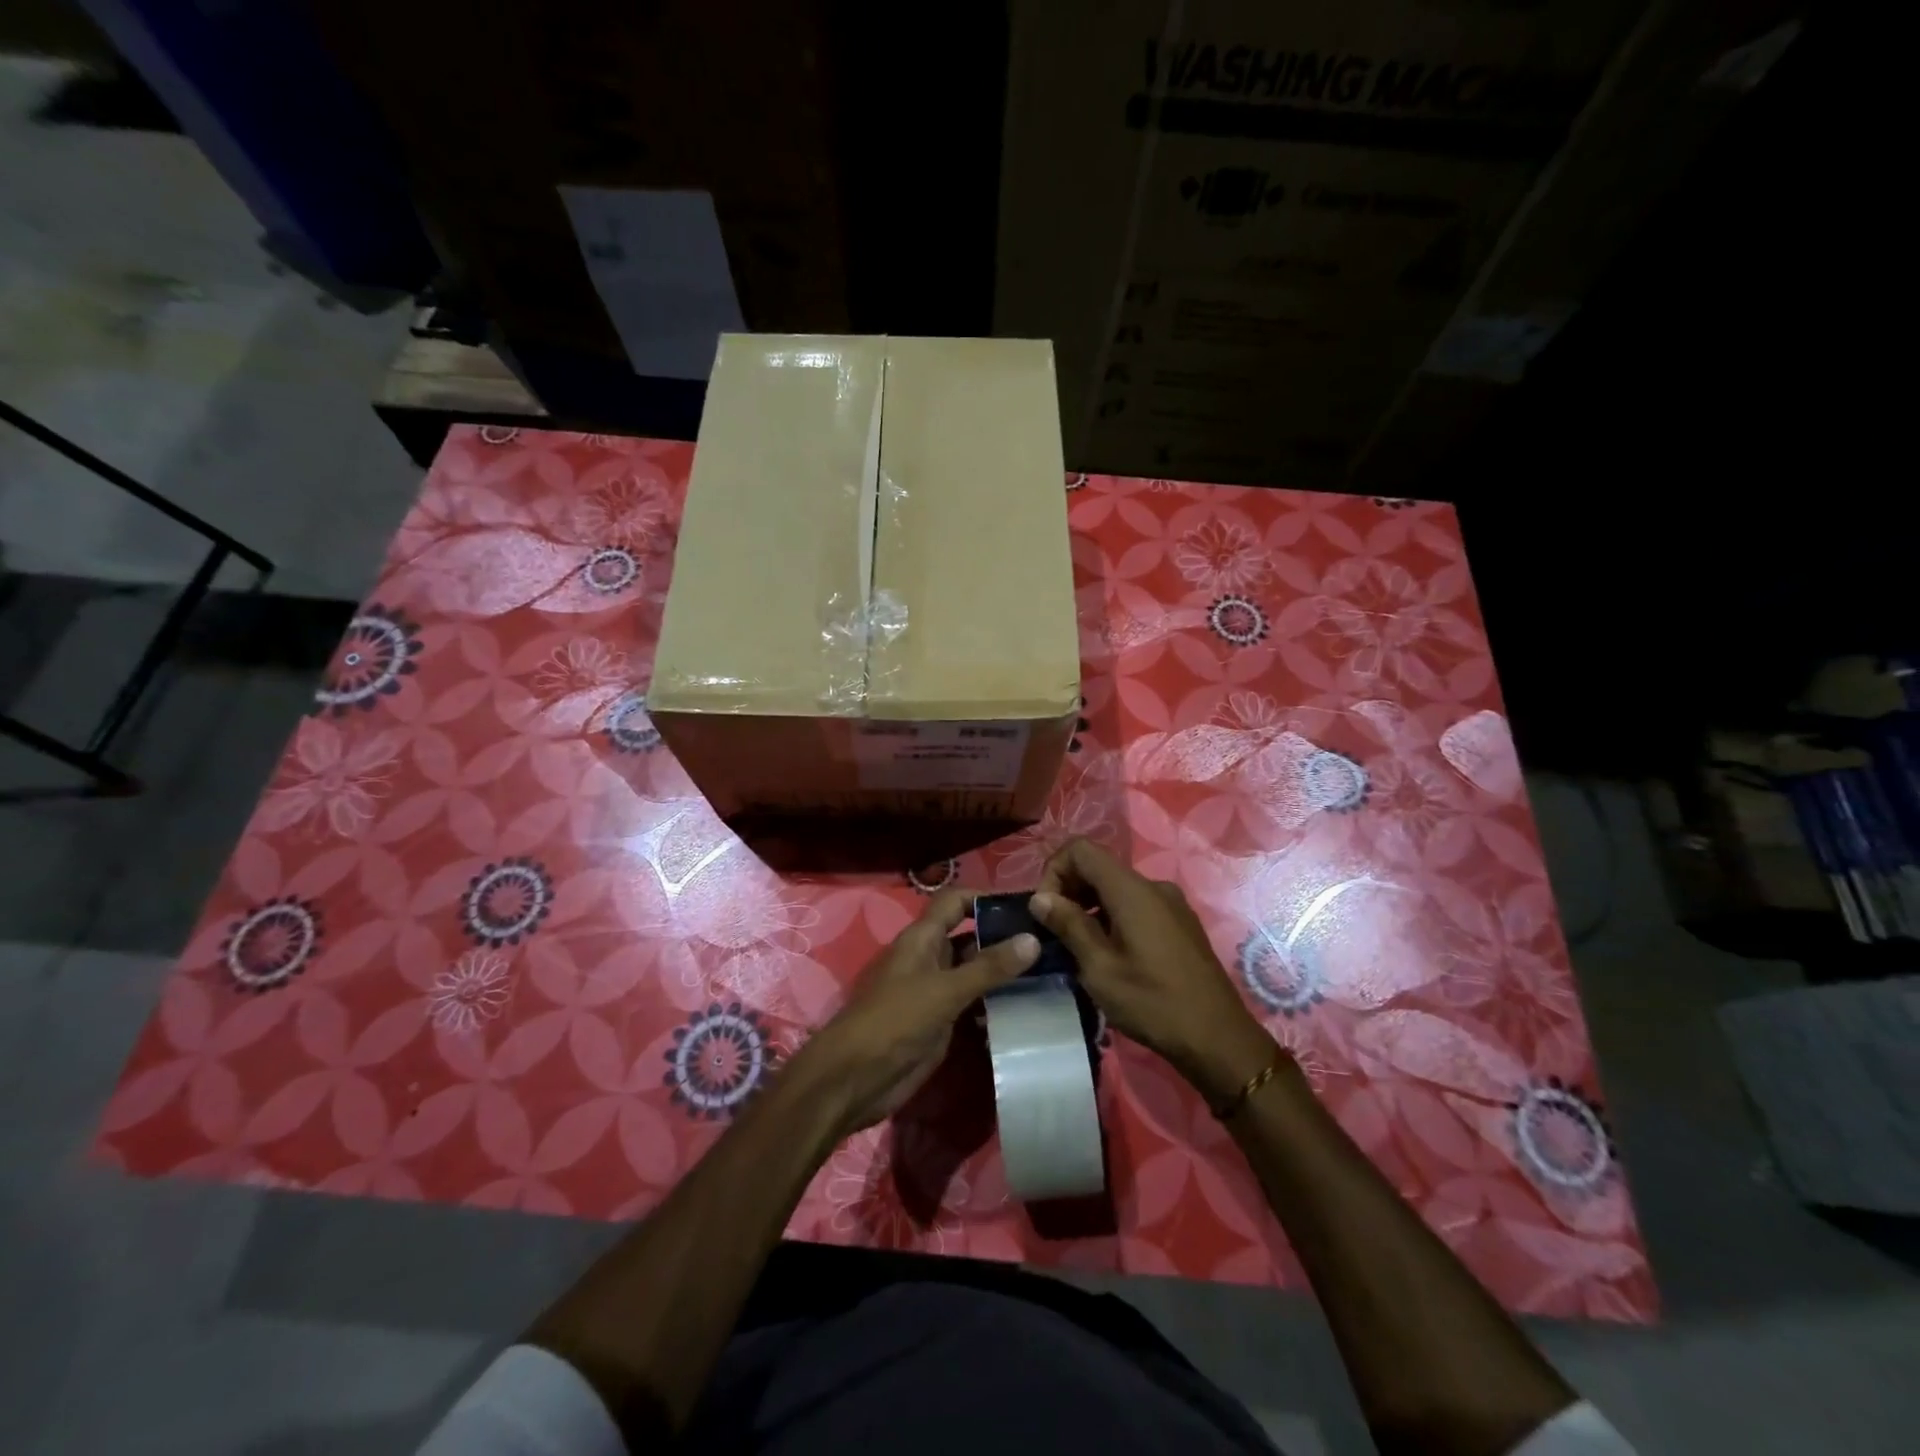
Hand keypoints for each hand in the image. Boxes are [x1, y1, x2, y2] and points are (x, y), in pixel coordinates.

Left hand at [785, 889, 1037, 1140]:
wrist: (855, 1078)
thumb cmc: (895, 1021)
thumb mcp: (944, 990)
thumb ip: (988, 967)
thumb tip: (1032, 938)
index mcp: (923, 938)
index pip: (956, 902)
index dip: (987, 897)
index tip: (1027, 904)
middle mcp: (930, 958)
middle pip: (970, 936)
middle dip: (1004, 937)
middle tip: (1051, 942)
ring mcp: (935, 991)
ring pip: (974, 971)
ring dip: (1004, 972)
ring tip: (1050, 973)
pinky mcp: (941, 1021)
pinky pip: (973, 1002)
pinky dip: (995, 1002)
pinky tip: (1026, 1008)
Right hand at [1031, 838, 1273, 1108]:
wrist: (1219, 1039)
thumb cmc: (1153, 1003)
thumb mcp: (1100, 968)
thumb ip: (1069, 925)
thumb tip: (1040, 898)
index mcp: (1132, 890)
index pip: (1081, 849)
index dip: (1054, 870)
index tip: (1045, 910)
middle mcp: (1153, 886)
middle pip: (1099, 867)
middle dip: (1069, 890)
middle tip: (1055, 932)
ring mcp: (1171, 904)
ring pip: (1117, 888)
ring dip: (1089, 907)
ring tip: (1077, 948)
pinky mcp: (1180, 924)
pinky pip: (1136, 905)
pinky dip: (1112, 917)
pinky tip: (1109, 955)